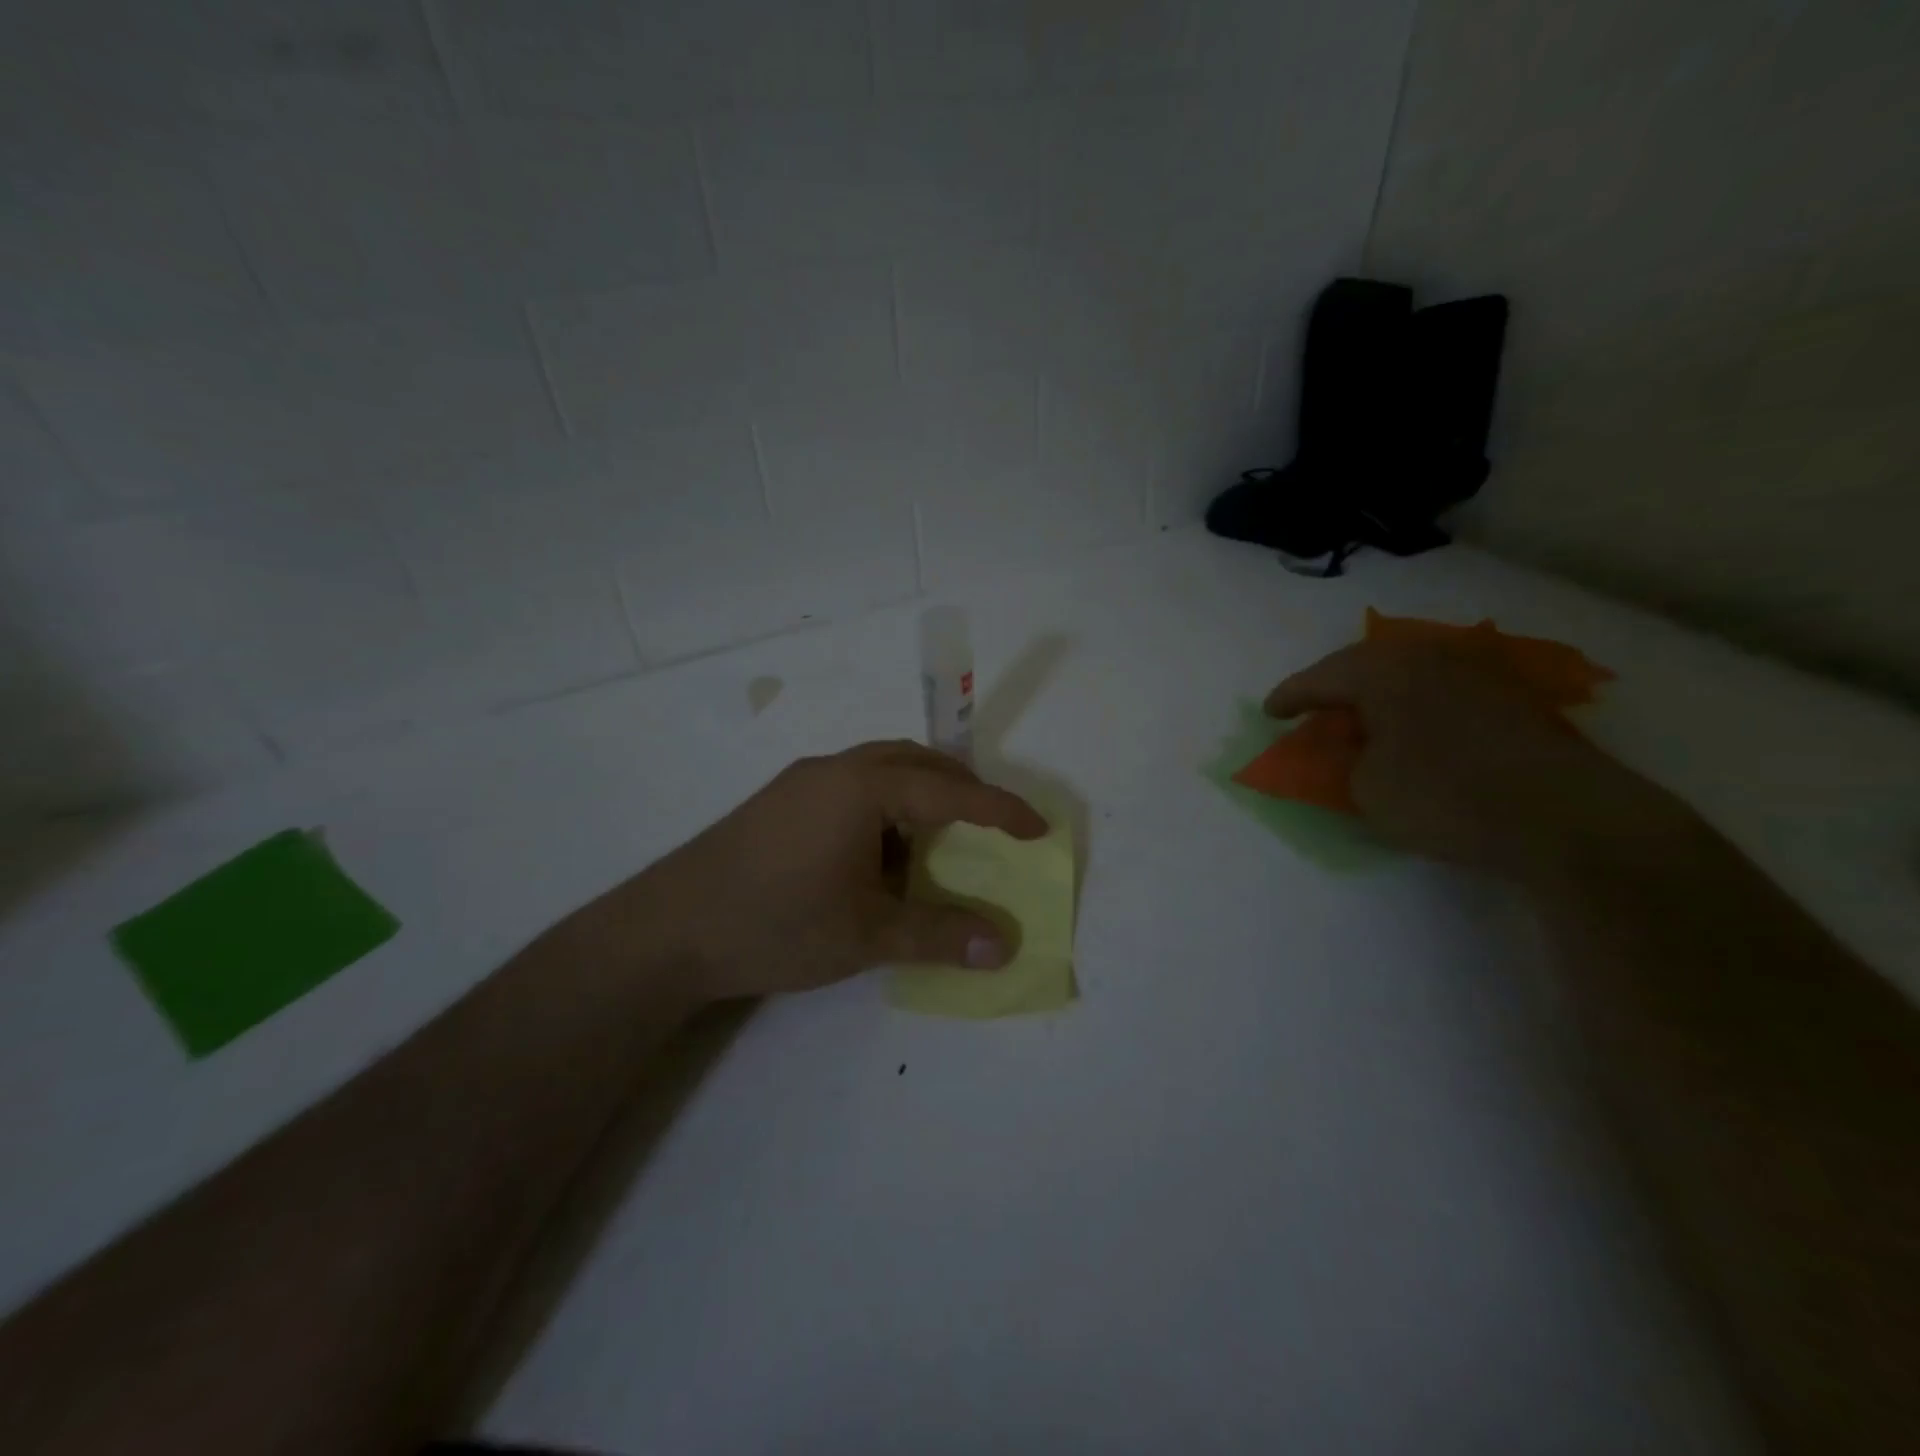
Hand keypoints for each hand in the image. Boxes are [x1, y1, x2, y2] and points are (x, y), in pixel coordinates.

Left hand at [616, 740, 1046, 1002]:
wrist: (667, 931)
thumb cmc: (776, 923)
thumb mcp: (867, 934)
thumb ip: (939, 935)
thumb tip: (1003, 946)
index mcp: (862, 788)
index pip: (950, 792)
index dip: (999, 811)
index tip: (1039, 828)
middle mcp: (834, 770)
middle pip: (915, 762)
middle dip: (960, 789)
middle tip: (990, 826)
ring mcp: (801, 783)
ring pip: (880, 770)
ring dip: (919, 796)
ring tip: (938, 841)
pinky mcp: (779, 802)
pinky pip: (852, 787)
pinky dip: (884, 808)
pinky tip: (879, 852)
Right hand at [1264, 640, 1689, 877]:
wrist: (1564, 816)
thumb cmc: (1444, 795)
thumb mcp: (1367, 788)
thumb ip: (1347, 761)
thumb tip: (1356, 748)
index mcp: (1384, 671)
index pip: (1320, 678)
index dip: (1289, 697)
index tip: (1270, 713)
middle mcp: (1429, 657)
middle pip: (1366, 664)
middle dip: (1334, 686)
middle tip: (1313, 709)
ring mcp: (1476, 673)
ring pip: (1408, 673)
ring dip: (1378, 693)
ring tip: (1362, 718)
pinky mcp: (1512, 698)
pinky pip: (1440, 689)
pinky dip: (1415, 705)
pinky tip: (1412, 727)